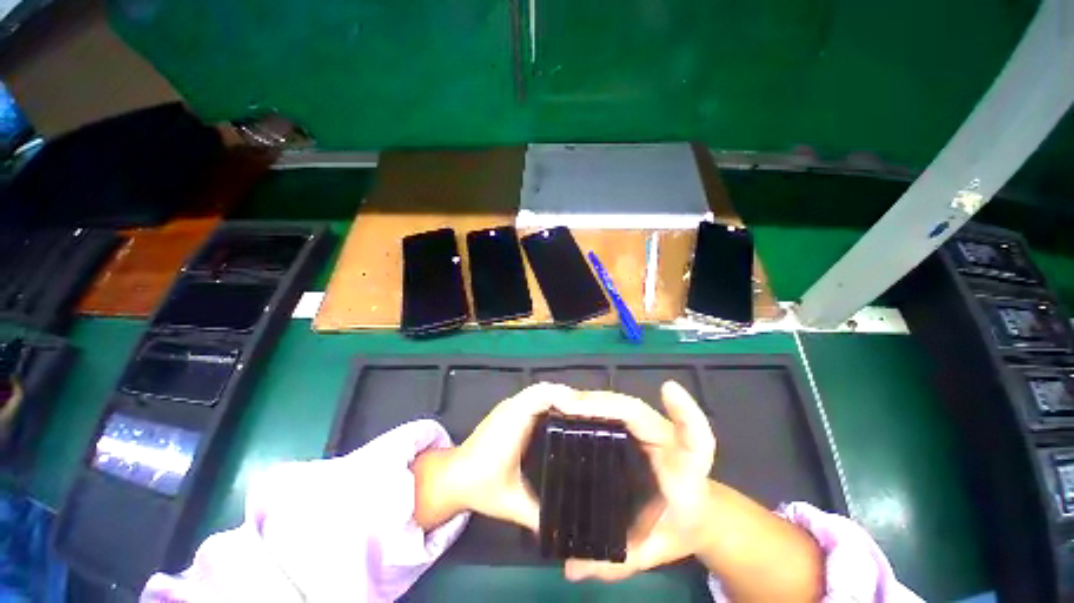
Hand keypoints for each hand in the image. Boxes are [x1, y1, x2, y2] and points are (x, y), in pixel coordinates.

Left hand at [413, 382, 578, 530]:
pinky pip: (533, 397)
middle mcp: (513, 408)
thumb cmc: (480, 486)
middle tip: (589, 415)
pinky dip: (549, 400)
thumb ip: (539, 515)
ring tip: (579, 415)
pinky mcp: (508, 410)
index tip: (587, 412)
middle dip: (568, 398)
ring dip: (559, 397)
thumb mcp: (512, 504)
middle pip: (545, 390)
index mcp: (514, 422)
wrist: (452, 477)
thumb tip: (568, 526)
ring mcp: (509, 407)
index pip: (543, 396)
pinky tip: (560, 417)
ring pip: (539, 391)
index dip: (566, 398)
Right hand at [557, 381, 716, 581]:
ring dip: (596, 400)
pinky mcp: (641, 424)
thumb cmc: (681, 526)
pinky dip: (597, 404)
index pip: (695, 437)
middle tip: (566, 407)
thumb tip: (571, 568)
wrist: (699, 511)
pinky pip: (618, 409)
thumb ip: (619, 563)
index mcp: (684, 468)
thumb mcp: (656, 551)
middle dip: (603, 403)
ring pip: (625, 405)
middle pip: (639, 411)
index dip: (685, 412)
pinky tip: (575, 408)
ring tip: (564, 404)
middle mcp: (669, 439)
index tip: (668, 390)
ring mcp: (654, 427)